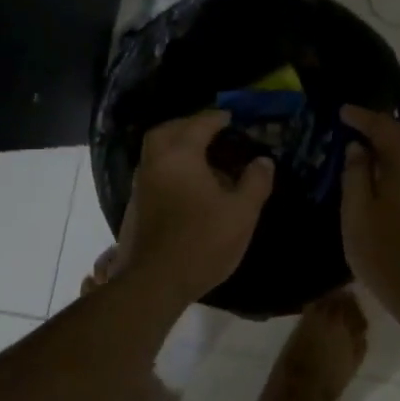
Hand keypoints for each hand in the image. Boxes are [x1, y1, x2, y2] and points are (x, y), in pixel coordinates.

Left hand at [117, 111, 273, 302]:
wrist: (154, 282)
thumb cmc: (202, 241)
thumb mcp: (242, 212)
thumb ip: (255, 182)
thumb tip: (263, 161)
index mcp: (180, 155)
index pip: (199, 124)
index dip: (217, 118)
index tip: (231, 117)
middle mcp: (155, 163)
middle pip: (167, 131)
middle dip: (188, 126)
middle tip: (210, 131)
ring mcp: (141, 185)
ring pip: (156, 152)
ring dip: (176, 147)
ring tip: (203, 158)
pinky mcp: (136, 206)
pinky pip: (154, 172)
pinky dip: (170, 168)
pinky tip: (188, 186)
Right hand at [339, 105, 399, 327]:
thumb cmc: (387, 256)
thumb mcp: (358, 215)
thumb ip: (356, 176)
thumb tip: (357, 147)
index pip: (386, 128)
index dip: (362, 117)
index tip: (341, 111)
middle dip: (378, 123)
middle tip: (351, 121)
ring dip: (388, 140)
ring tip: (360, 140)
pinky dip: (394, 158)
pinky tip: (377, 170)